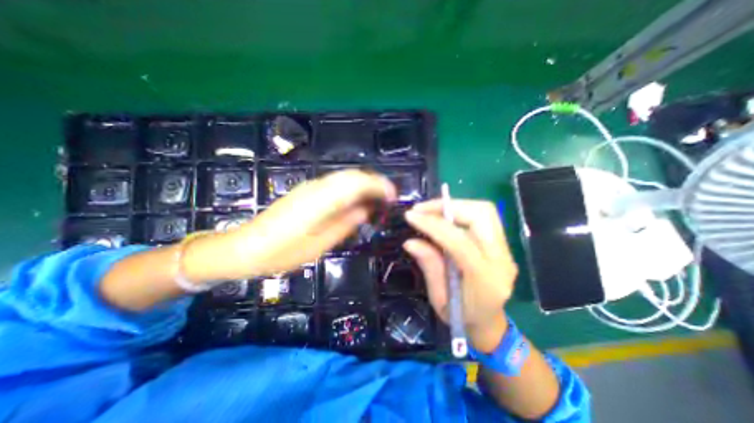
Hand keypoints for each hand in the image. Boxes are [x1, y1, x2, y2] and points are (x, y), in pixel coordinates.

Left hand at [183, 170, 393, 281]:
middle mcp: (316, 187)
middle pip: (352, 175)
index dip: (379, 186)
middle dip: (374, 182)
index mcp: (321, 201)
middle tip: (387, 198)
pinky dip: (350, 188)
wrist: (246, 247)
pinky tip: (354, 201)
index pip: (357, 183)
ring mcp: (309, 187)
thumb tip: (365, 211)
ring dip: (363, 184)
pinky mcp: (305, 191)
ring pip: (343, 177)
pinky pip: (335, 183)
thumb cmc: (282, 253)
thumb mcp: (319, 245)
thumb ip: (345, 225)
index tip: (393, 196)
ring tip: (375, 200)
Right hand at [407, 199, 518, 351]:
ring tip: (430, 210)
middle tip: (421, 209)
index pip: (459, 241)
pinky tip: (443, 217)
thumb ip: (429, 265)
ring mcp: (506, 250)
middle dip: (447, 206)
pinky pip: (483, 217)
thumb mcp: (439, 298)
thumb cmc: (461, 317)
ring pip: (484, 211)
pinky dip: (460, 211)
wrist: (490, 324)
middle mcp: (502, 260)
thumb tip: (410, 241)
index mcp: (485, 279)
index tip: (411, 216)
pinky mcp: (502, 245)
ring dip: (455, 205)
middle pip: (481, 215)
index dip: (433, 224)